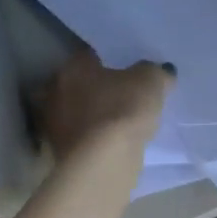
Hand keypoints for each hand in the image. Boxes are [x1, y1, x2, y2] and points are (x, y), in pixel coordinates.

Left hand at [39, 49, 172, 161]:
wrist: (102, 163)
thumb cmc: (122, 109)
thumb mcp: (151, 81)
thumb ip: (156, 72)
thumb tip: (162, 71)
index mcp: (72, 67)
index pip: (91, 55)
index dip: (111, 60)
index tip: (128, 68)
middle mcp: (55, 92)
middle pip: (81, 84)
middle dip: (99, 88)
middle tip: (125, 94)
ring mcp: (54, 125)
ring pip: (79, 113)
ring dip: (95, 115)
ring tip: (122, 122)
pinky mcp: (60, 153)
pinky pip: (83, 137)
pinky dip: (95, 138)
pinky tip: (114, 143)